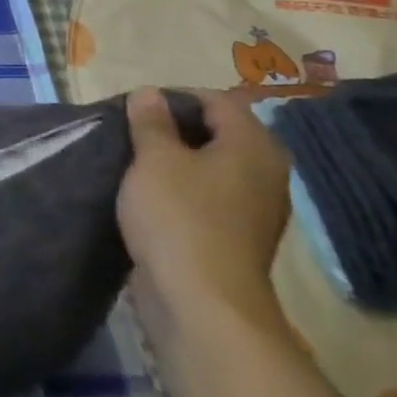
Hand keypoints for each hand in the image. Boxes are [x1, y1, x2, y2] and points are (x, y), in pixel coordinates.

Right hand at [118, 88, 293, 342]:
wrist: (201, 303)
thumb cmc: (179, 217)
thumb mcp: (154, 159)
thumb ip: (151, 122)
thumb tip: (150, 93)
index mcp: (253, 145)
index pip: (217, 100)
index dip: (174, 97)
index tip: (135, 108)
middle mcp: (264, 172)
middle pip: (218, 133)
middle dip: (174, 129)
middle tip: (132, 133)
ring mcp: (254, 208)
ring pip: (212, 167)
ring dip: (176, 161)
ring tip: (135, 164)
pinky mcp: (236, 237)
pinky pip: (208, 197)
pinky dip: (182, 190)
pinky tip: (150, 198)